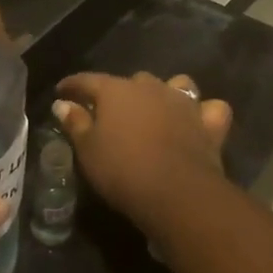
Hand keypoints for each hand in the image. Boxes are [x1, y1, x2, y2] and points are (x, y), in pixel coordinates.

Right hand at [52, 72, 232, 231]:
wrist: (176, 192)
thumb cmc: (122, 169)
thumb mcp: (88, 150)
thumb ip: (76, 123)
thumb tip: (62, 103)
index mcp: (116, 90)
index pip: (88, 80)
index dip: (73, 85)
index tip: (62, 90)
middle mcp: (151, 87)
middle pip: (132, 81)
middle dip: (120, 92)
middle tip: (110, 112)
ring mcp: (183, 103)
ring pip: (175, 84)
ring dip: (165, 93)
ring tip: (157, 110)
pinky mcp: (209, 123)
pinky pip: (210, 109)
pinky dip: (204, 113)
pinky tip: (198, 122)